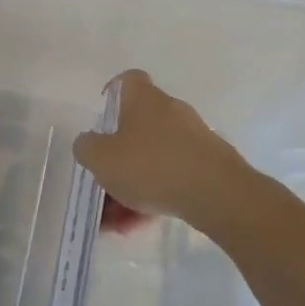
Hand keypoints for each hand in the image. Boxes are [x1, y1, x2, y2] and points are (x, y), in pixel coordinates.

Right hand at [72, 69, 254, 227]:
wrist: (217, 194)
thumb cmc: (151, 167)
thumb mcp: (101, 158)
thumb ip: (86, 147)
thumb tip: (89, 142)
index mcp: (144, 101)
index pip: (127, 81)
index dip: (111, 95)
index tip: (101, 119)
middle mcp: (171, 112)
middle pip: (137, 127)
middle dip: (117, 159)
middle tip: (103, 185)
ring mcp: (193, 138)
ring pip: (152, 158)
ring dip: (132, 185)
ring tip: (118, 221)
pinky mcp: (209, 165)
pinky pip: (171, 176)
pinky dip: (154, 195)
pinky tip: (141, 224)